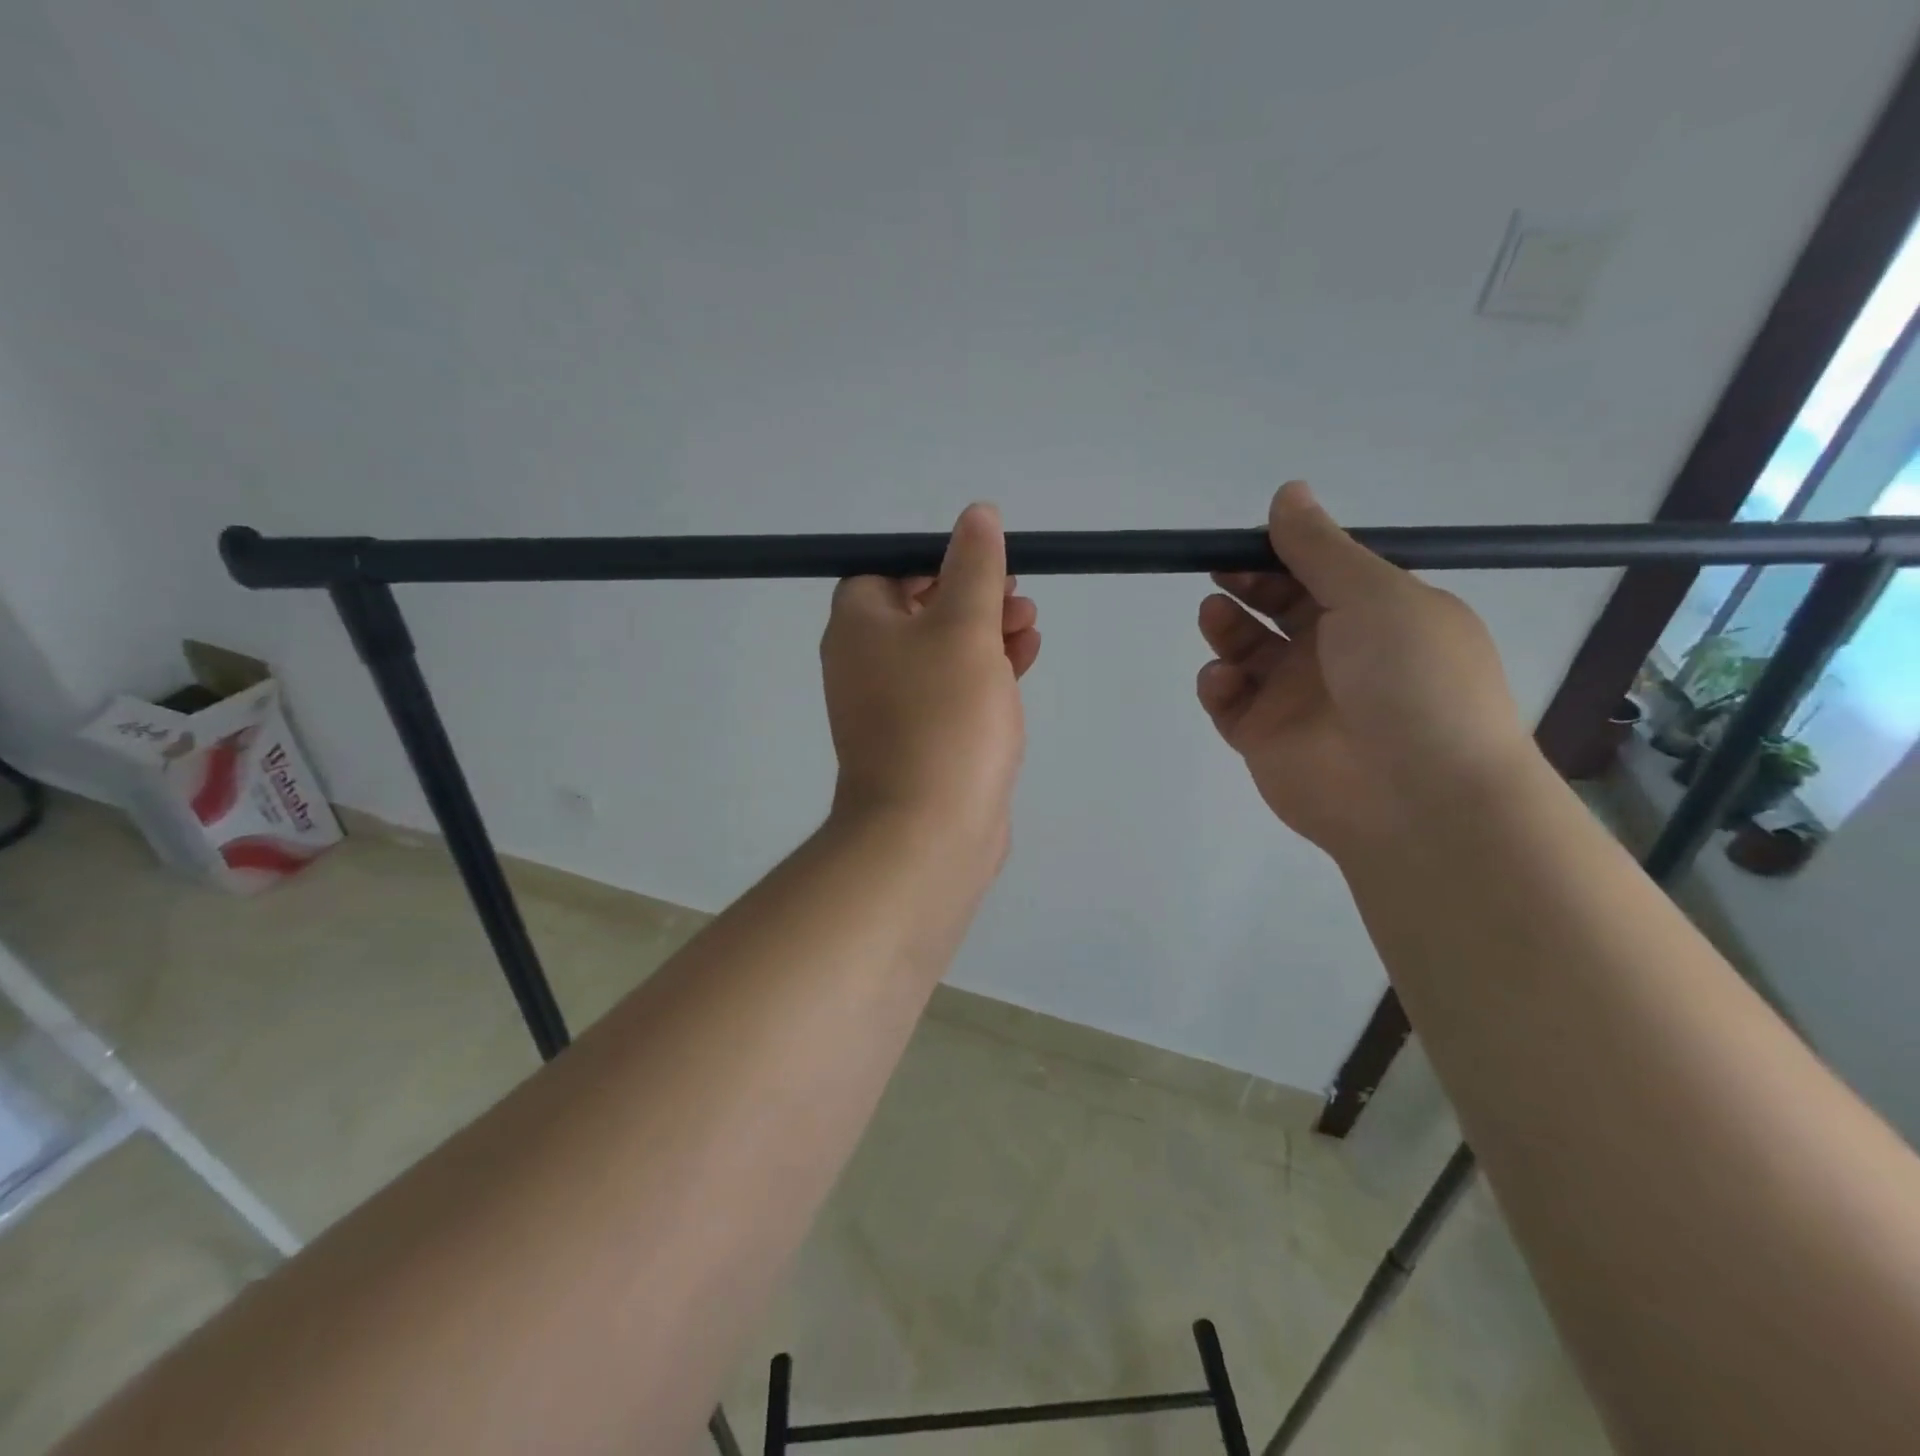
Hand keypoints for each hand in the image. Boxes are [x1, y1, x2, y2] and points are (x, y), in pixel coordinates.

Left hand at [821, 503, 1040, 866]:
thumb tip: (976, 515)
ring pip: (942, 651)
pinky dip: (985, 672)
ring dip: (986, 632)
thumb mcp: (965, 627)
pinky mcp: (923, 740)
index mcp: (859, 628)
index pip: (886, 571)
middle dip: (972, 596)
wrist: (929, 830)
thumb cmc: (943, 716)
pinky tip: (1025, 659)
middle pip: (919, 610)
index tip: (981, 564)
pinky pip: (952, 691)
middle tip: (1016, 595)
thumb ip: (974, 567)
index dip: (934, 561)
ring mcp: (893, 707)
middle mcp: (865, 664)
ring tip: (1031, 625)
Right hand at [1196, 482, 1535, 858]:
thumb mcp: (1375, 595)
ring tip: (1215, 615)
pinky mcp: (1264, 738)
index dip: (1284, 552)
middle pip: (1279, 607)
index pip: (1321, 573)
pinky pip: (1230, 702)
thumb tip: (1288, 492)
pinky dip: (1219, 684)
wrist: (1416, 797)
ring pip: (1248, 652)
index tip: (1248, 538)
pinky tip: (1224, 678)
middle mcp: (1338, 653)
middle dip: (1248, 584)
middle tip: (1221, 571)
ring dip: (1227, 628)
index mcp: (1378, 615)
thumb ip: (1320, 547)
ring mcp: (1298, 698)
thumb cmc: (1410, 679)